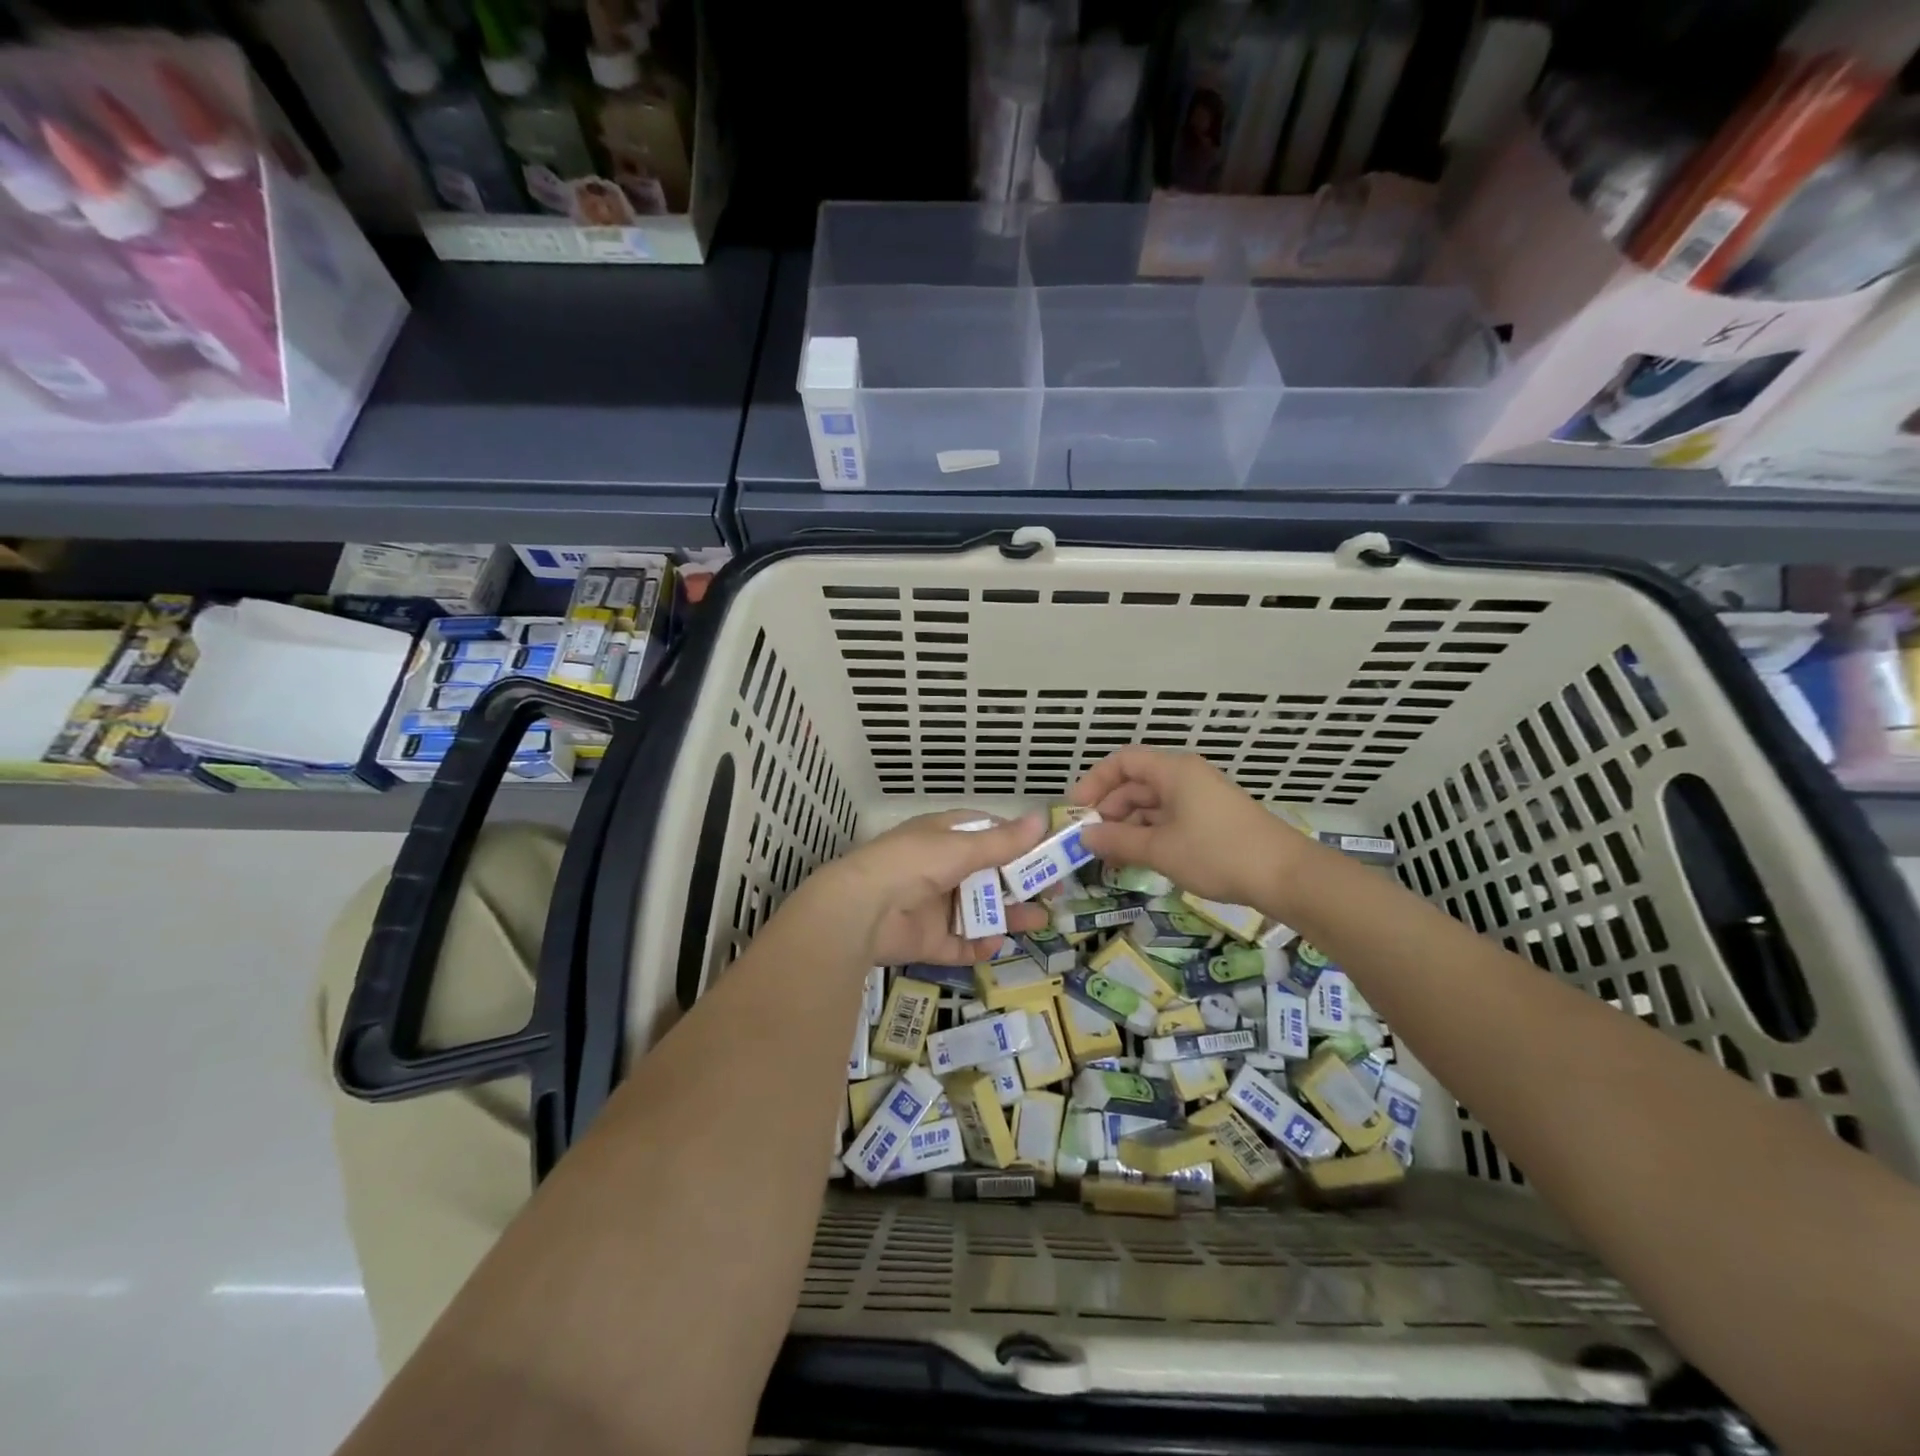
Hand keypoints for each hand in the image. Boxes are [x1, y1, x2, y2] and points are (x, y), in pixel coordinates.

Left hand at [819, 810, 1050, 965]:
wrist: (862, 910)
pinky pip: (959, 944)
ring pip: (978, 911)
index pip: (986, 835)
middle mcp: (940, 870)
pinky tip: (995, 943)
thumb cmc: (914, 864)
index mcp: (943, 838)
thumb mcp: (962, 847)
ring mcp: (933, 907)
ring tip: (1039, 921)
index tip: (1048, 852)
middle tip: (1054, 892)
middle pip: (988, 876)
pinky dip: (978, 945)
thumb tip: (1042, 818)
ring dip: (1007, 915)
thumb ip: (1003, 841)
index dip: (1017, 843)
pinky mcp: (927, 941)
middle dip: (1020, 884)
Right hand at [1069, 748, 1305, 911]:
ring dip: (1129, 827)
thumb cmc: (1217, 853)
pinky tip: (1140, 859)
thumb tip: (1084, 837)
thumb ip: (1117, 841)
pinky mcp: (1213, 820)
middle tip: (1091, 841)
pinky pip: (1171, 819)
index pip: (1123, 762)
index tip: (1077, 810)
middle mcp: (1186, 777)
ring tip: (1111, 857)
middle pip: (1136, 784)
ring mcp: (1201, 799)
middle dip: (1110, 810)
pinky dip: (1151, 835)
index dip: (1095, 782)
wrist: (1286, 875)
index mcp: (1173, 771)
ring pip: (1153, 805)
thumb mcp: (1160, 849)